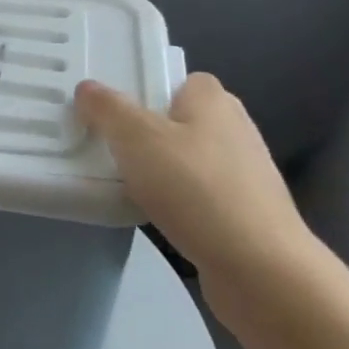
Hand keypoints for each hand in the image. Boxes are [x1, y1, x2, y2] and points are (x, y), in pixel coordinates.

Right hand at [75, 73, 317, 310]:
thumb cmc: (195, 188)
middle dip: (145, 131)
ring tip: (121, 180)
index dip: (146, 89)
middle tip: (105, 143)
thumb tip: (88, 88)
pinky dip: (175, 200)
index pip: (178, 79)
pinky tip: (152, 213)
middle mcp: (234, 129)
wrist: (260, 269)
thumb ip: (106, 108)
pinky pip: (197, 194)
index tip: (111, 109)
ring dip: (159, 169)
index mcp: (214, 100)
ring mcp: (244, 174)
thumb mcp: (136, 137)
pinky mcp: (244, 213)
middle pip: (178, 119)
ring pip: (186, 159)